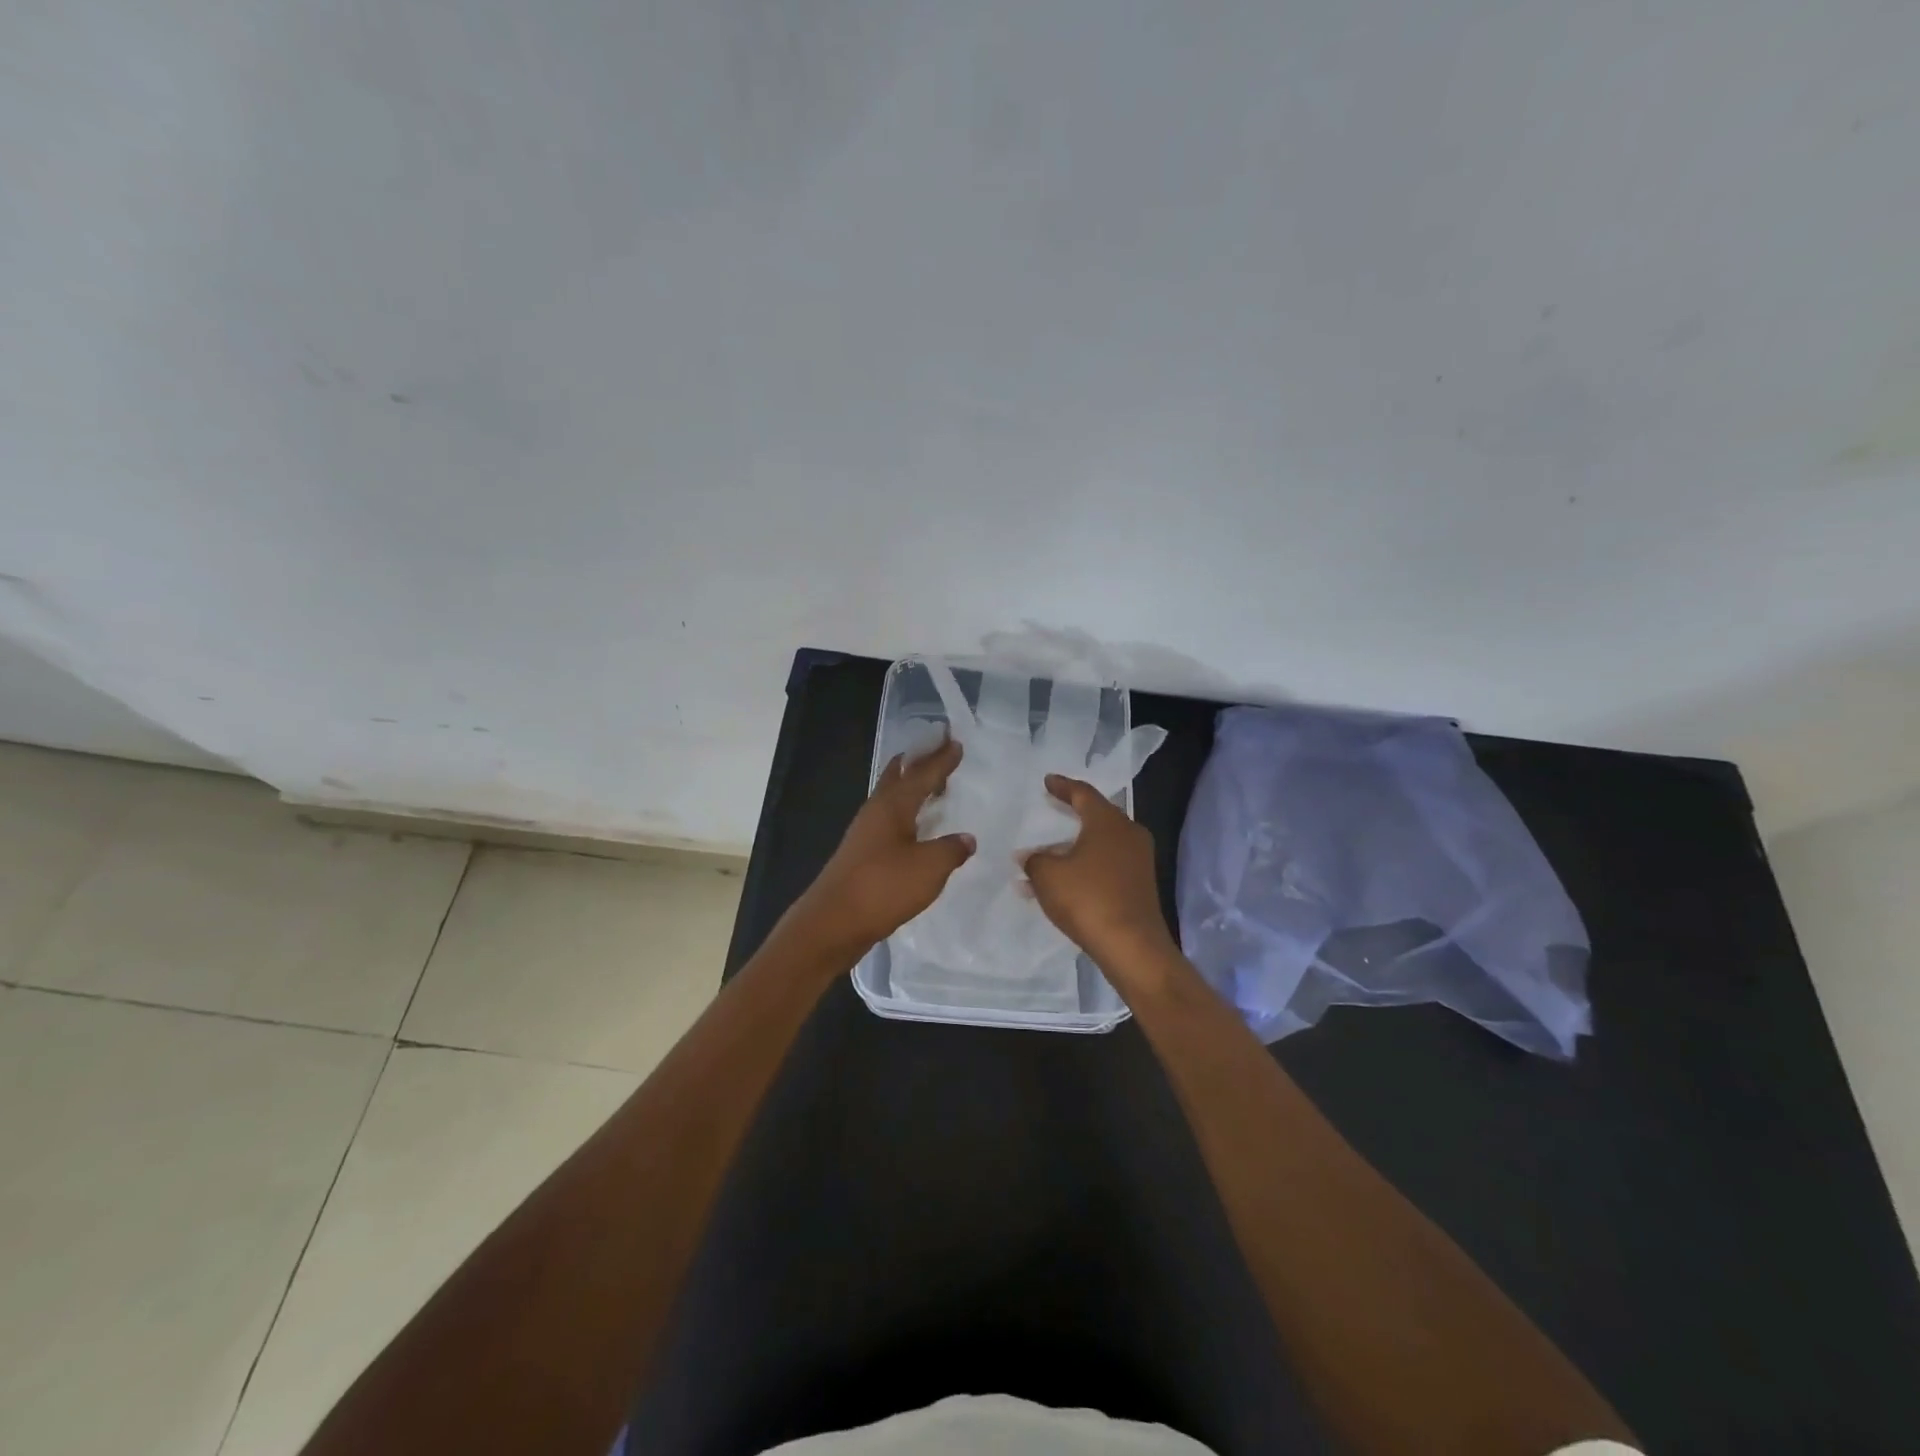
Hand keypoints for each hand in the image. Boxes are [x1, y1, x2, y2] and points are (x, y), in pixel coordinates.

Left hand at [790, 738, 975, 957]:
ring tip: (934, 786)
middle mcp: (876, 811)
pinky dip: (907, 813)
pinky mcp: (862, 854)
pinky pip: (890, 821)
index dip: (940, 759)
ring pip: (892, 798)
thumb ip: (952, 849)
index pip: (922, 774)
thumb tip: (966, 838)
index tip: (955, 742)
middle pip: (898, 776)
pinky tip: (917, 828)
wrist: (832, 923)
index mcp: (892, 805)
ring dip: (912, 787)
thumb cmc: (883, 888)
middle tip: (939, 751)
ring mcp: (865, 833)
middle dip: (919, 762)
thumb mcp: (929, 868)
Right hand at [1022, 774, 1179, 982]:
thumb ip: (1034, 860)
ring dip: (1072, 848)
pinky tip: (1059, 884)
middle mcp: (1128, 834)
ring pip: (1099, 844)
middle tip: (1051, 807)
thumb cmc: (1088, 899)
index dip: (1063, 786)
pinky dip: (1083, 867)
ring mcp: (1137, 861)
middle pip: (1096, 816)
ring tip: (1043, 855)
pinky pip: (1105, 866)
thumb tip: (1029, 856)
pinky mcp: (1138, 885)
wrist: (1132, 946)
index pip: (1083, 793)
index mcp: (1108, 821)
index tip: (1048, 781)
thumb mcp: (1048, 875)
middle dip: (1070, 814)